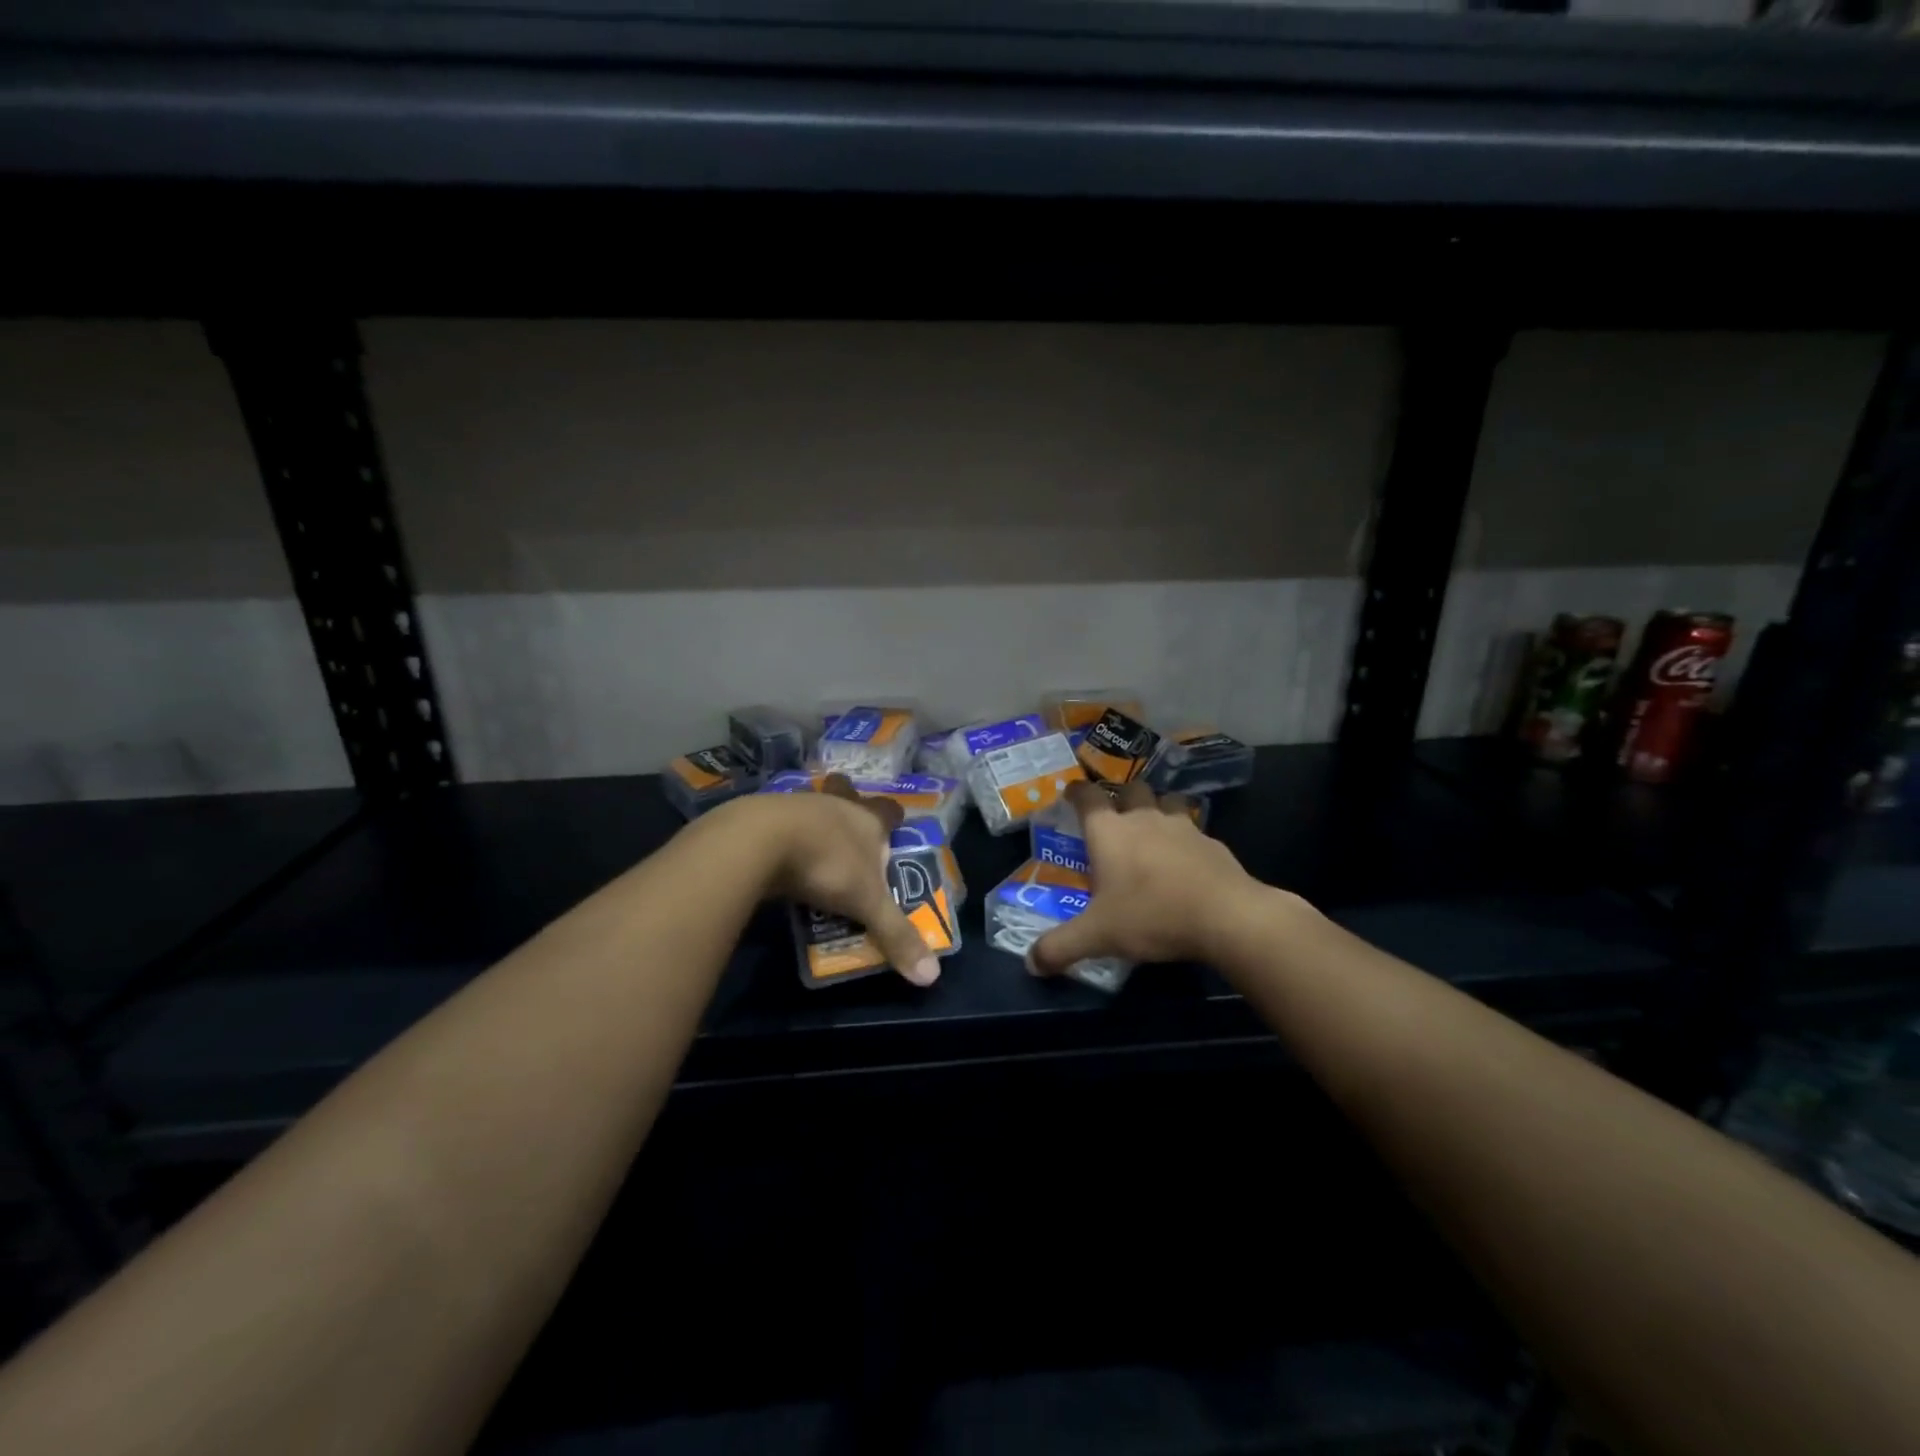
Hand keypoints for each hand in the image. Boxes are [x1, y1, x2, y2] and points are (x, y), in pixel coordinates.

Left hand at [716, 775, 941, 985]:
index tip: (895, 823)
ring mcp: (797, 806)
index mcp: (867, 819)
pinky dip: (782, 838)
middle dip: (849, 806)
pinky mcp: (762, 818)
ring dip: (814, 824)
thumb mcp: (866, 903)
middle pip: (847, 795)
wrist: (759, 841)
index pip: (888, 810)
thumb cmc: (826, 863)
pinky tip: (779, 857)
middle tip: (848, 828)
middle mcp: (836, 806)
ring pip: (812, 808)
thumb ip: (895, 935)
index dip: (893, 817)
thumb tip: (932, 976)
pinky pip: (779, 824)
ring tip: (813, 847)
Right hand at [1029, 779, 1272, 975]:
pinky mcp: (1212, 843)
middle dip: (1120, 796)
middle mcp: (1144, 819)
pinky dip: (1185, 839)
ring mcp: (1182, 827)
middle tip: (1114, 814)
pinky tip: (1186, 861)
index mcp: (1109, 832)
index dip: (1076, 791)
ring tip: (1152, 830)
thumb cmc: (1152, 916)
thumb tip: (1031, 964)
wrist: (1226, 916)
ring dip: (1157, 809)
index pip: (1087, 796)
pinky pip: (1193, 830)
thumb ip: (1060, 947)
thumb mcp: (1098, 936)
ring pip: (1166, 802)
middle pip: (1130, 789)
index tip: (1070, 792)